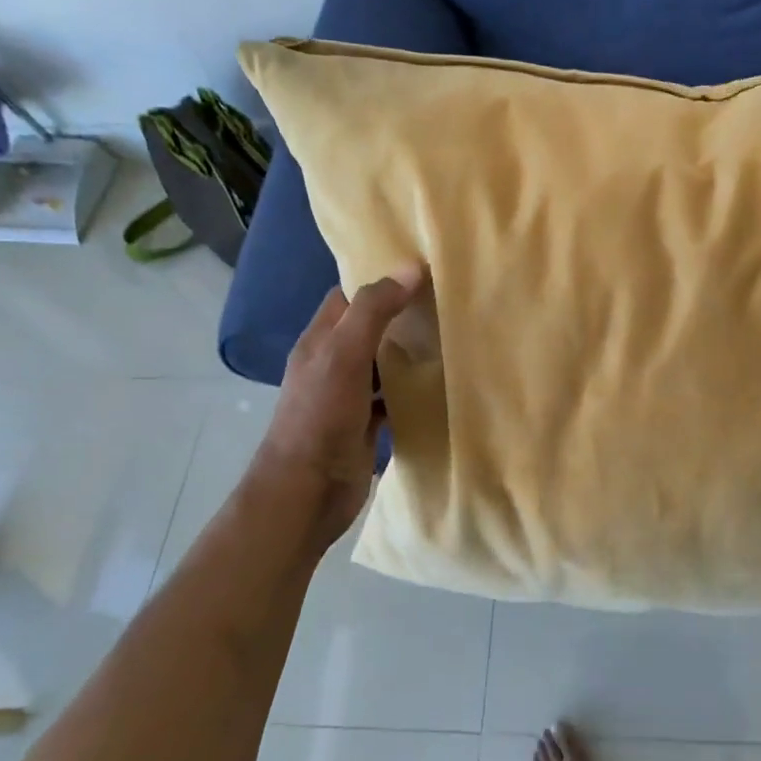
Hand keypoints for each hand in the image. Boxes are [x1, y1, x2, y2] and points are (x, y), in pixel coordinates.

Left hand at [249, 267, 424, 550]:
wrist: (307, 492)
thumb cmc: (320, 417)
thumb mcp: (344, 354)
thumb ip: (374, 311)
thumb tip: (411, 268)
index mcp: (320, 341)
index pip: (348, 296)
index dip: (379, 279)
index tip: (420, 267)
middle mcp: (332, 364)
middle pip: (370, 328)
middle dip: (402, 314)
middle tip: (447, 299)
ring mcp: (349, 397)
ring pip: (383, 364)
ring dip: (410, 353)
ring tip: (452, 334)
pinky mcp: (365, 426)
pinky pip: (393, 398)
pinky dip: (413, 390)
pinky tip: (442, 384)